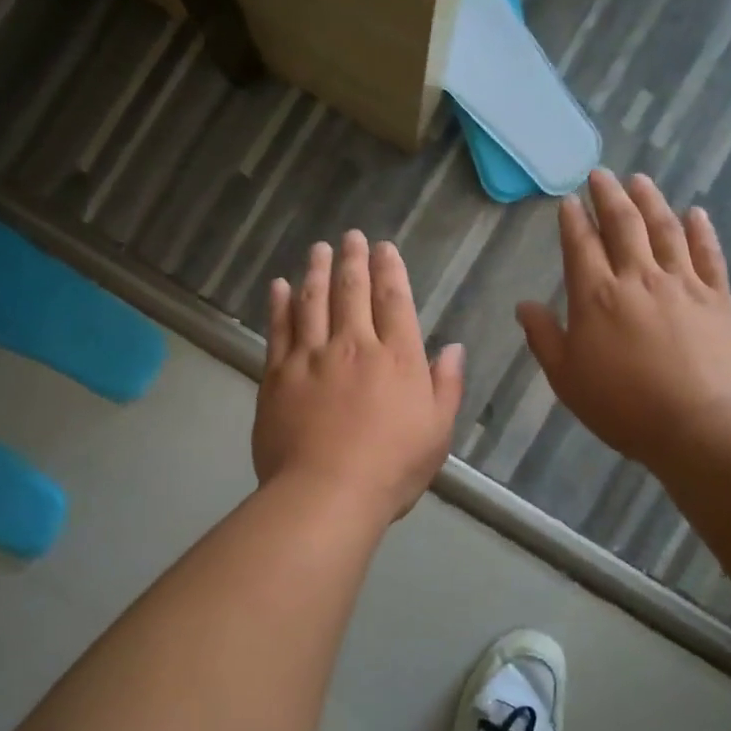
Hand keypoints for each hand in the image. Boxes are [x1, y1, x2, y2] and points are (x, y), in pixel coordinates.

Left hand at [254, 231, 464, 522]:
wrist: (326, 493)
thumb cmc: (391, 468)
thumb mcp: (437, 432)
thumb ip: (446, 385)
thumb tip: (451, 347)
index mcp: (396, 359)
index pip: (394, 301)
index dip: (390, 270)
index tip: (384, 248)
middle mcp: (354, 346)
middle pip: (352, 291)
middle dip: (353, 259)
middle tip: (351, 236)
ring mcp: (311, 357)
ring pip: (313, 301)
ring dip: (317, 271)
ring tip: (319, 249)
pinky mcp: (278, 375)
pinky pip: (279, 330)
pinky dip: (279, 305)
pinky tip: (279, 286)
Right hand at [517, 170, 730, 469]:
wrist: (697, 425)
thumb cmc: (621, 406)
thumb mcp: (566, 378)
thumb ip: (543, 337)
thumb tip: (524, 305)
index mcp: (596, 296)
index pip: (581, 244)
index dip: (573, 220)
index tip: (569, 200)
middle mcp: (638, 277)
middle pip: (623, 224)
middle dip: (609, 195)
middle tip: (601, 174)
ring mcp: (682, 284)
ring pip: (665, 229)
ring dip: (651, 200)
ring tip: (640, 180)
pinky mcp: (717, 298)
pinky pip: (708, 254)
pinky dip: (701, 230)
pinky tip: (695, 212)